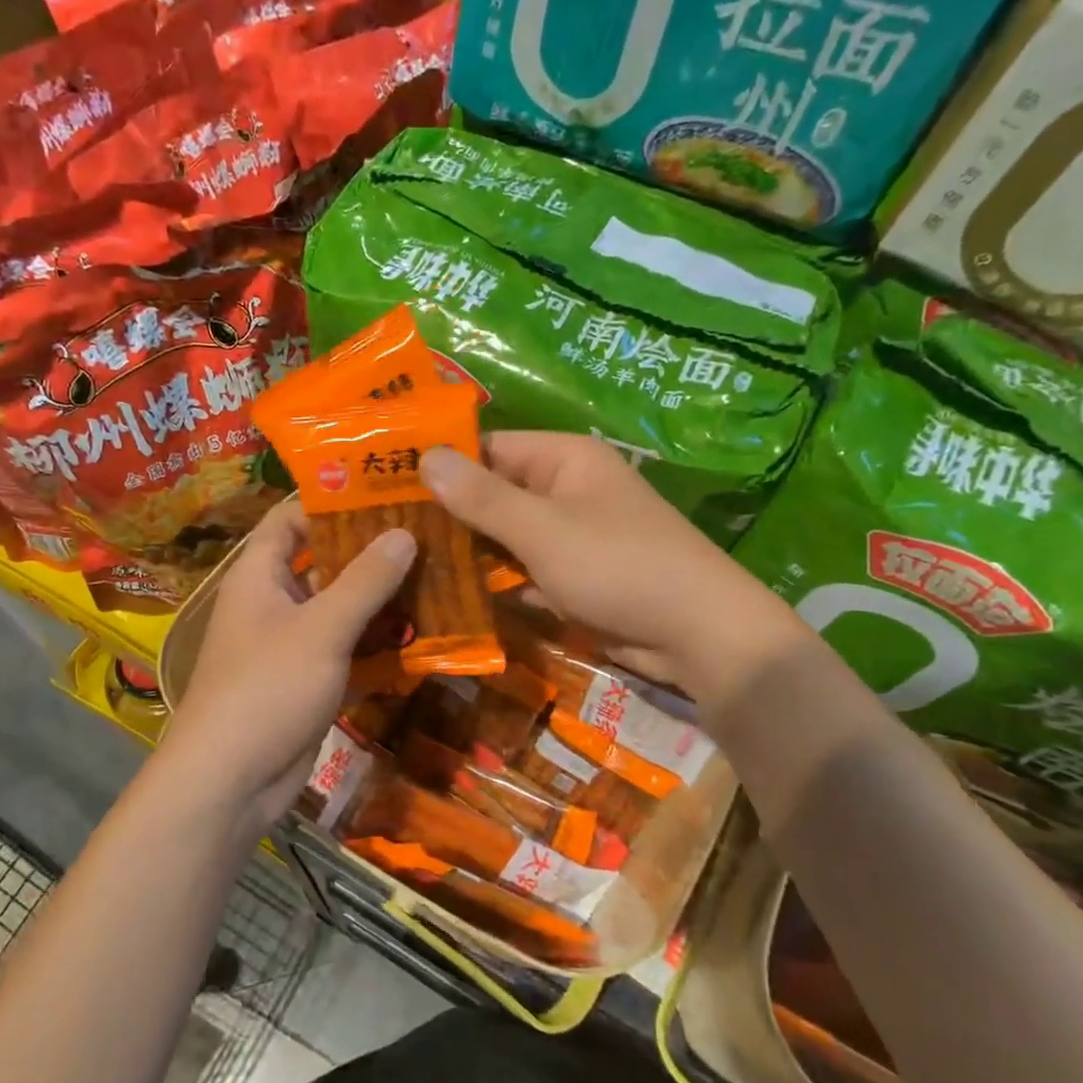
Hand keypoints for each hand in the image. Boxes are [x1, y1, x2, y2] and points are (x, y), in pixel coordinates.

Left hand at [159, 501, 414, 833]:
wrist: (230, 782)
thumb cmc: (267, 689)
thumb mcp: (321, 629)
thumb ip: (364, 581)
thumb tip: (404, 531)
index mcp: (260, 575)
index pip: (292, 517)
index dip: (332, 499)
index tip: (385, 488)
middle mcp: (274, 601)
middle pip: (324, 561)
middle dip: (371, 550)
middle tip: (428, 532)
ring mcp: (292, 643)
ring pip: (341, 608)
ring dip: (382, 599)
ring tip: (438, 576)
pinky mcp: (309, 680)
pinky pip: (348, 649)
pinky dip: (378, 643)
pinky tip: (423, 635)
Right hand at [420, 433, 796, 700]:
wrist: (698, 634)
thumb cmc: (618, 565)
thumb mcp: (543, 529)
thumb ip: (482, 497)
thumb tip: (425, 457)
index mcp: (563, 459)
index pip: (487, 448)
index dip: (440, 465)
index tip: (385, 487)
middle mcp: (566, 489)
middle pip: (494, 494)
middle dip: (448, 515)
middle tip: (386, 535)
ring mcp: (571, 536)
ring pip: (506, 537)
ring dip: (468, 553)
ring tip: (406, 566)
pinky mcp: (575, 577)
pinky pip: (525, 571)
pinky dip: (497, 583)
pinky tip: (451, 598)